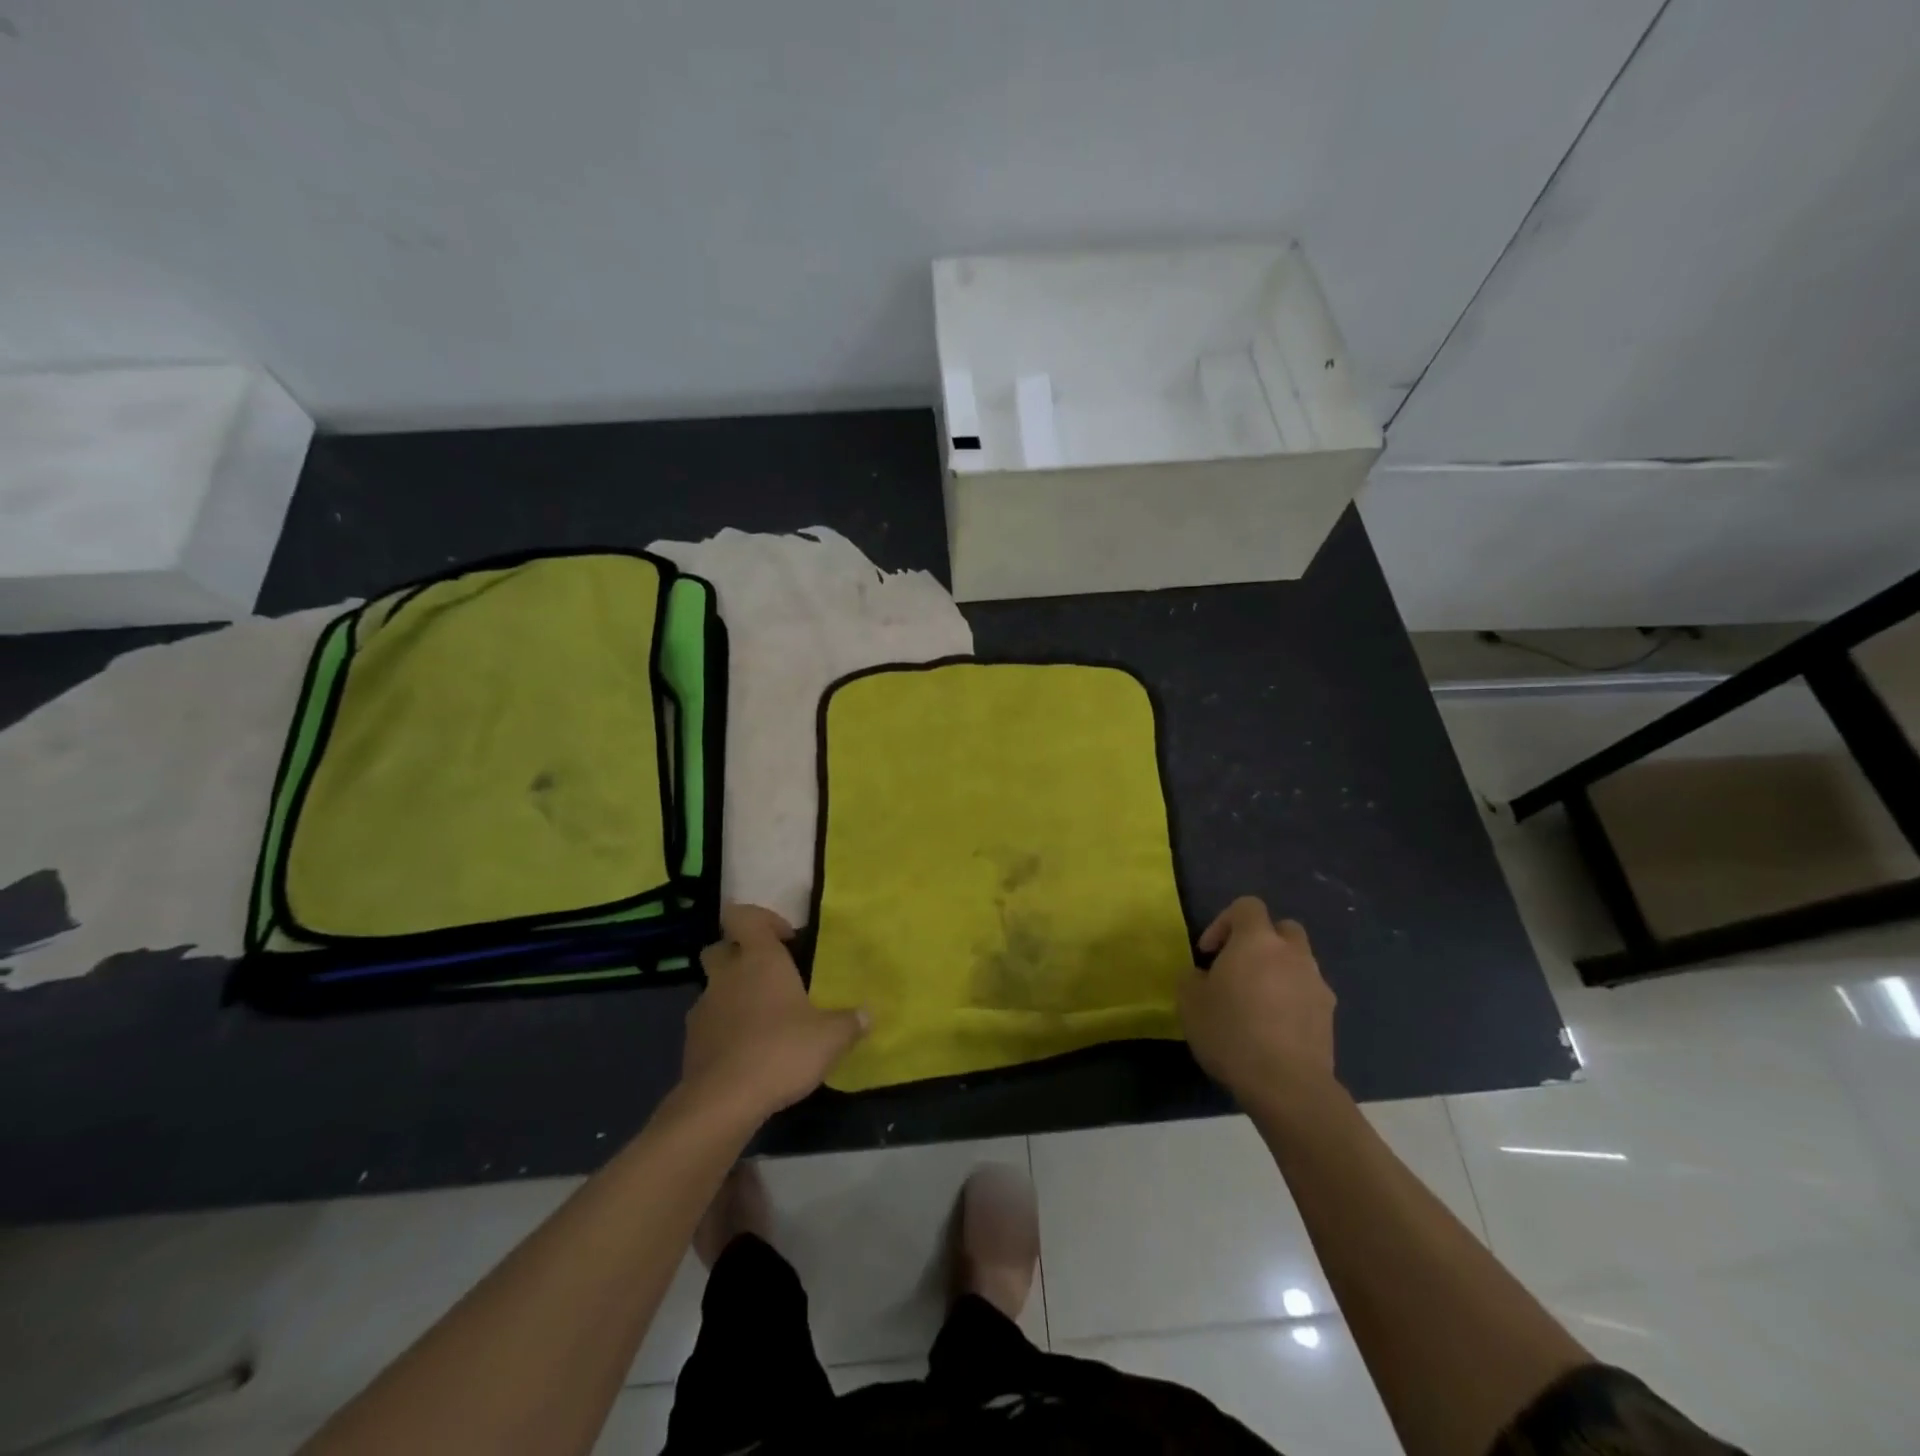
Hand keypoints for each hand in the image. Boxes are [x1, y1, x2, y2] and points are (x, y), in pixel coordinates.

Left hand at [680, 904, 868, 1123]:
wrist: (722, 1102)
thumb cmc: (781, 1051)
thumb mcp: (830, 1038)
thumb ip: (850, 1022)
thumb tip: (868, 1014)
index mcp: (760, 959)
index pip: (744, 916)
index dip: (762, 920)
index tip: (786, 940)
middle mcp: (727, 975)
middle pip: (721, 948)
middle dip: (740, 955)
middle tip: (769, 976)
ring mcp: (704, 1008)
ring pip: (714, 987)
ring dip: (733, 994)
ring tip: (762, 1020)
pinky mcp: (691, 1042)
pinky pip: (709, 1022)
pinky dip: (724, 1028)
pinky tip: (746, 1051)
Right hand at [1181, 897, 1336, 1111]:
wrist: (1286, 1085)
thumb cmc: (1231, 1032)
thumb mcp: (1190, 1002)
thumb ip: (1192, 978)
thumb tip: (1203, 976)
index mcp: (1257, 941)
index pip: (1247, 906)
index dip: (1224, 922)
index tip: (1209, 953)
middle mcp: (1292, 954)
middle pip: (1282, 928)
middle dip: (1261, 941)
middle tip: (1239, 967)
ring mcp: (1316, 984)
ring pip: (1298, 962)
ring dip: (1279, 971)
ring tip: (1257, 1002)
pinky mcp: (1329, 1016)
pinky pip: (1308, 993)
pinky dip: (1292, 1000)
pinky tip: (1274, 1028)